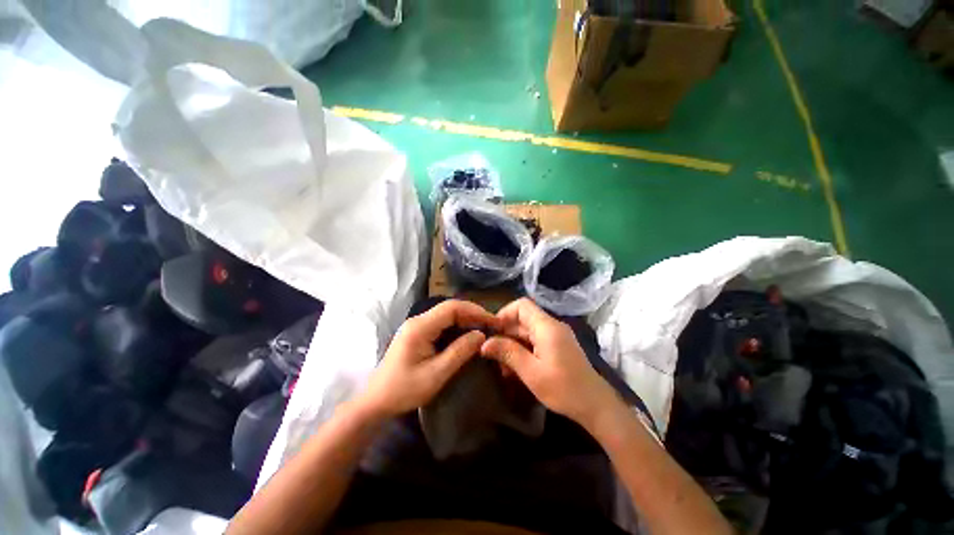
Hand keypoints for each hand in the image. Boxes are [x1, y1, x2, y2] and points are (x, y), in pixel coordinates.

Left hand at [357, 299, 498, 418]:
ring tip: (484, 328)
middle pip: (450, 308)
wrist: (376, 401)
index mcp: (420, 327)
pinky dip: (457, 326)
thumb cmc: (404, 390)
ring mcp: (417, 325)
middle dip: (472, 314)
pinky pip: (441, 323)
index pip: (452, 308)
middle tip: (492, 325)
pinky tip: (467, 334)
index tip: (492, 321)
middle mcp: (418, 320)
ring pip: (446, 314)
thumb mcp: (436, 374)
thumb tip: (481, 335)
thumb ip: (459, 352)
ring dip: (466, 319)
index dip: (474, 311)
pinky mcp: (418, 333)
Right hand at [480, 298, 616, 427]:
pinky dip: (523, 351)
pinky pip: (535, 342)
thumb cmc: (563, 388)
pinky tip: (515, 369)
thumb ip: (508, 353)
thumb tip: (484, 343)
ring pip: (527, 332)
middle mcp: (552, 326)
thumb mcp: (531, 372)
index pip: (521, 305)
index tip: (492, 332)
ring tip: (502, 367)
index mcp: (547, 326)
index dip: (504, 314)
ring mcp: (556, 336)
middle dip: (506, 334)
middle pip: (523, 320)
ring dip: (513, 345)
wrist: (596, 406)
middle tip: (493, 354)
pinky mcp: (558, 347)